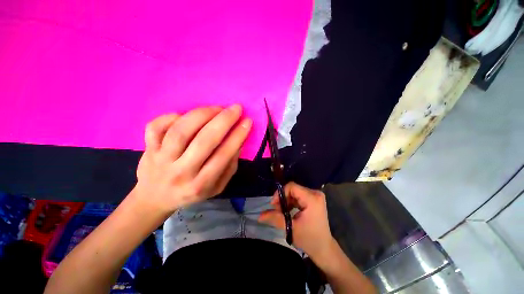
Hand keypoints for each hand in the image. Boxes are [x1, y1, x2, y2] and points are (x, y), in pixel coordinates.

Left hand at [133, 105, 251, 213]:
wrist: (155, 199)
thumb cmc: (192, 192)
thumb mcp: (217, 187)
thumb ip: (230, 166)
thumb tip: (238, 142)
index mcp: (201, 184)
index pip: (223, 155)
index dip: (238, 136)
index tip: (247, 122)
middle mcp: (181, 172)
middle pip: (204, 141)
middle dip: (224, 121)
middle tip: (236, 108)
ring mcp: (161, 159)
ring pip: (181, 131)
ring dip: (203, 114)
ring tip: (217, 108)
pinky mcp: (148, 149)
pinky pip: (156, 127)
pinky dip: (172, 116)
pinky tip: (186, 115)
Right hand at [259, 182, 335, 260]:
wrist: (323, 248)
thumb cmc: (309, 239)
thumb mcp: (290, 228)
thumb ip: (275, 218)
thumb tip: (259, 216)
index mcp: (312, 198)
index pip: (292, 187)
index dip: (280, 193)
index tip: (273, 205)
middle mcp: (315, 193)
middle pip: (293, 189)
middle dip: (282, 199)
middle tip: (277, 211)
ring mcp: (315, 196)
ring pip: (294, 192)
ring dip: (286, 201)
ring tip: (282, 212)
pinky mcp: (313, 199)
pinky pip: (298, 196)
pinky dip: (291, 202)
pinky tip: (288, 211)